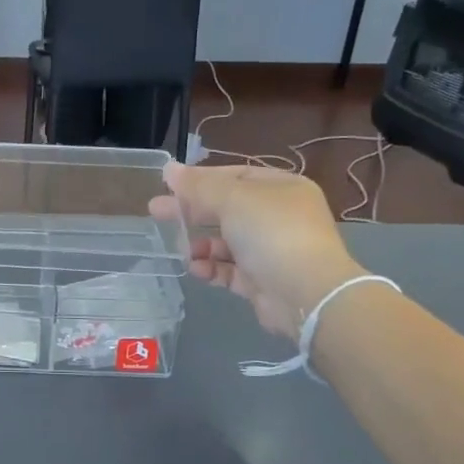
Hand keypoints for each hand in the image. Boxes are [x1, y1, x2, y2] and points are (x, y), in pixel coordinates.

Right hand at [150, 164, 364, 338]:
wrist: (307, 293)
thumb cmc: (272, 233)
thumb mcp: (233, 199)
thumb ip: (198, 186)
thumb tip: (169, 170)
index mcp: (281, 188)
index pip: (235, 175)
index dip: (201, 179)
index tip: (168, 185)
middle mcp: (279, 216)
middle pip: (226, 208)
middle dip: (192, 211)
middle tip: (156, 211)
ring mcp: (271, 250)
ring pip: (226, 241)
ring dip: (201, 244)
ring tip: (182, 249)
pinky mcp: (262, 280)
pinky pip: (229, 270)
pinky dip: (211, 268)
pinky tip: (195, 268)